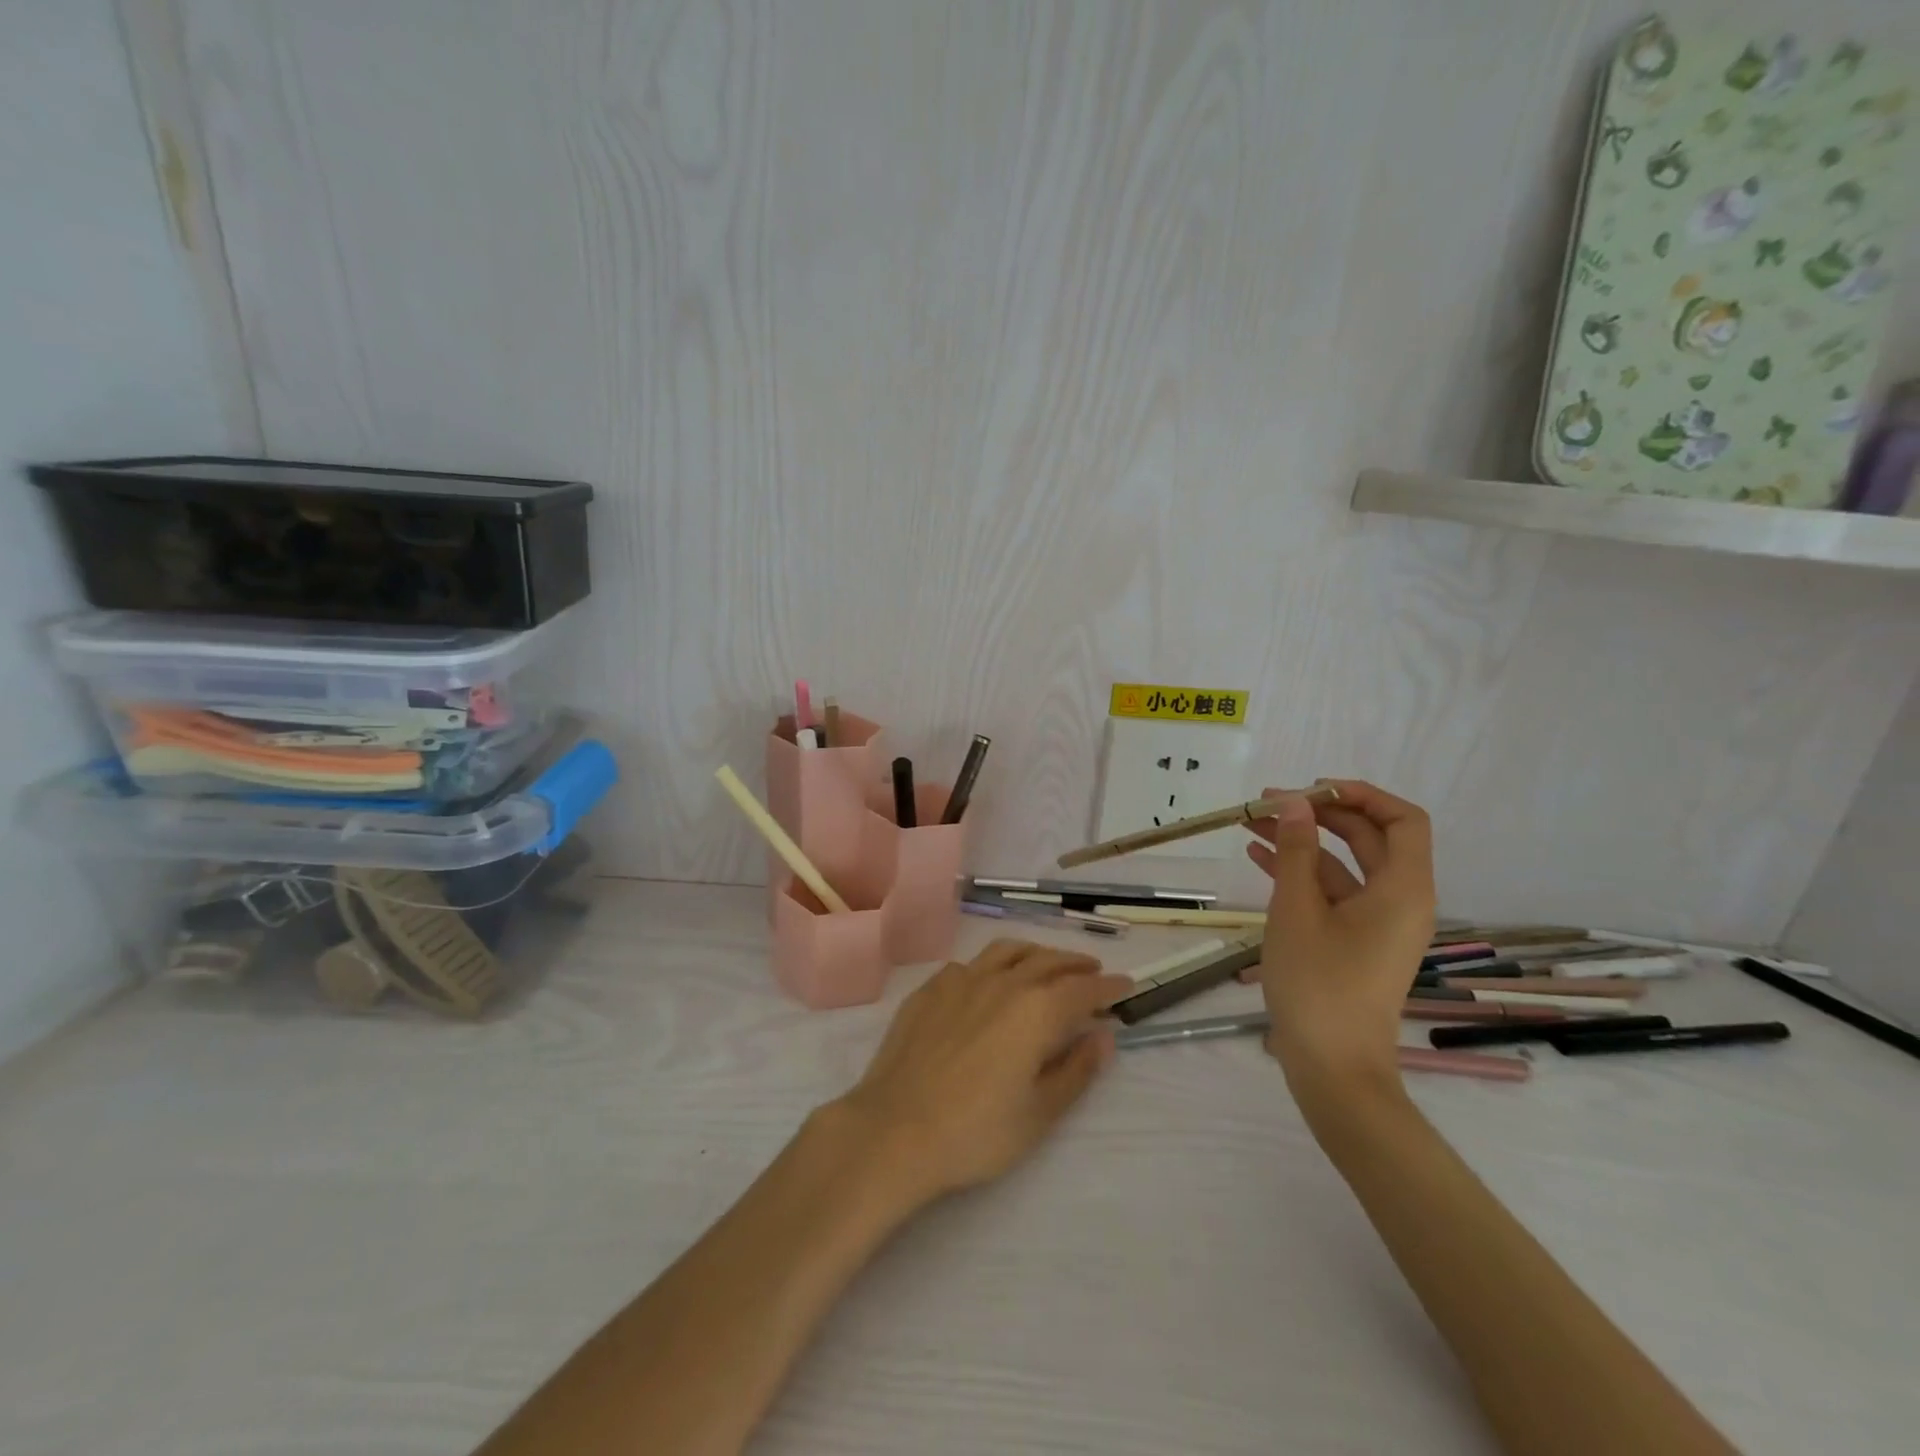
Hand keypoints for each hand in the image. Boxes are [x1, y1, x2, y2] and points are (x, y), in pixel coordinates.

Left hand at [833, 940, 1133, 1201]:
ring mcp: (960, 980)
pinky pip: (969, 965)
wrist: (894, 1129)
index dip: (1108, 986)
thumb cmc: (975, 1131)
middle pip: (1047, 961)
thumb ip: (1076, 1070)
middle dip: (1075, 964)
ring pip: (1007, 952)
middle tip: (1093, 970)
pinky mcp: (929, 989)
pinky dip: (991, 966)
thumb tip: (1103, 1037)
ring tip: (1046, 964)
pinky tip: (988, 982)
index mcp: (1035, 1010)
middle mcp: (1002, 982)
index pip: (1083, 988)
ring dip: (1035, 954)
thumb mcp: (1039, 1113)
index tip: (1126, 984)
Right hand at [1244, 780, 1435, 1110]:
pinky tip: (1257, 856)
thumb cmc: (1319, 983)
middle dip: (1319, 814)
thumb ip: (1295, 851)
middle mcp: (1400, 900)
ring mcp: (1377, 923)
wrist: (1333, 1067)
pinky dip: (1300, 872)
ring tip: (1251, 822)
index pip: (1402, 820)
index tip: (1310, 790)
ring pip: (1344, 864)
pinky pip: (1332, 893)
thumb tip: (1294, 803)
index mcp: (1403, 889)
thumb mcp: (1297, 909)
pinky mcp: (1355, 941)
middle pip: (1370, 838)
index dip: (1360, 795)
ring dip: (1302, 841)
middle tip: (1268, 802)